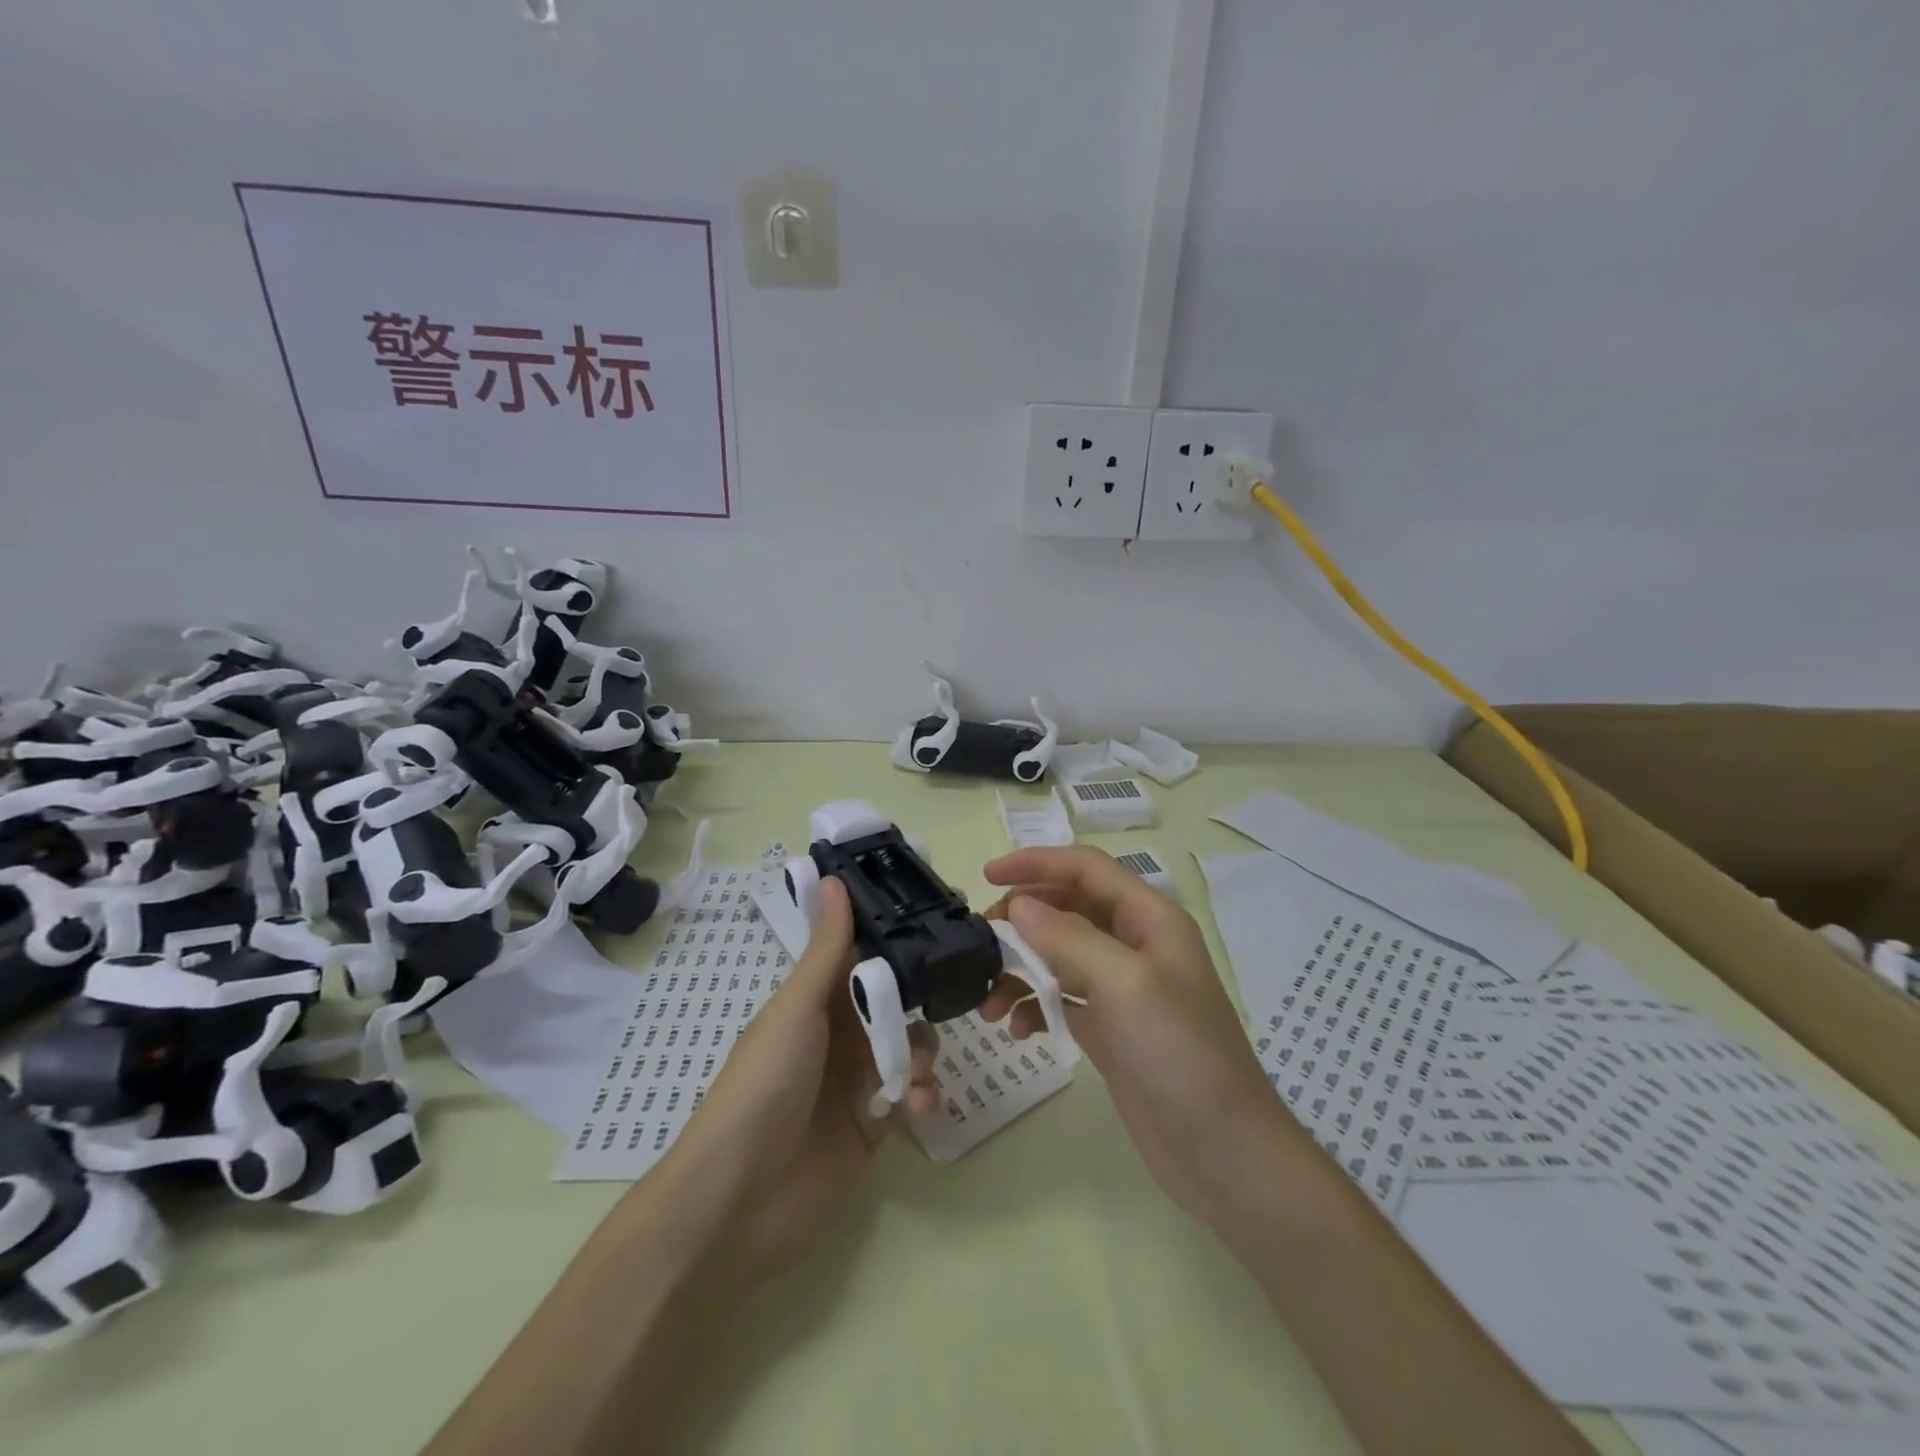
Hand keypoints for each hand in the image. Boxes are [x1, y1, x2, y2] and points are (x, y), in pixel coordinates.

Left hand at [657, 876, 938, 1287]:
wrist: (739, 1200)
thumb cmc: (764, 1084)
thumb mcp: (797, 1009)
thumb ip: (828, 949)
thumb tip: (834, 877)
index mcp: (817, 1000)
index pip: (864, 956)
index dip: (898, 938)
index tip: (939, 916)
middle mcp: (840, 1033)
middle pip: (896, 1001)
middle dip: (922, 1000)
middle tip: (954, 993)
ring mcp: (858, 1080)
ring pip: (910, 1046)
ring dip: (922, 1053)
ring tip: (914, 1075)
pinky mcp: (874, 1125)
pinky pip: (912, 1095)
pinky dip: (922, 1095)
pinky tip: (918, 1106)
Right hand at [980, 846, 1289, 1226]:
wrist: (1223, 1154)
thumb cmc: (1180, 1055)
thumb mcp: (1126, 984)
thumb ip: (1069, 937)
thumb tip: (1019, 906)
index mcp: (1150, 919)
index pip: (1086, 868)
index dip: (1037, 863)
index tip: (988, 875)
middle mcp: (1135, 945)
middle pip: (1068, 908)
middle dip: (1022, 919)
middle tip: (982, 943)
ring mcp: (1122, 989)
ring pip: (1059, 955)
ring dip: (1021, 968)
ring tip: (990, 1001)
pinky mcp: (1109, 1029)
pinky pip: (1060, 998)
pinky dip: (1034, 1006)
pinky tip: (1018, 1031)